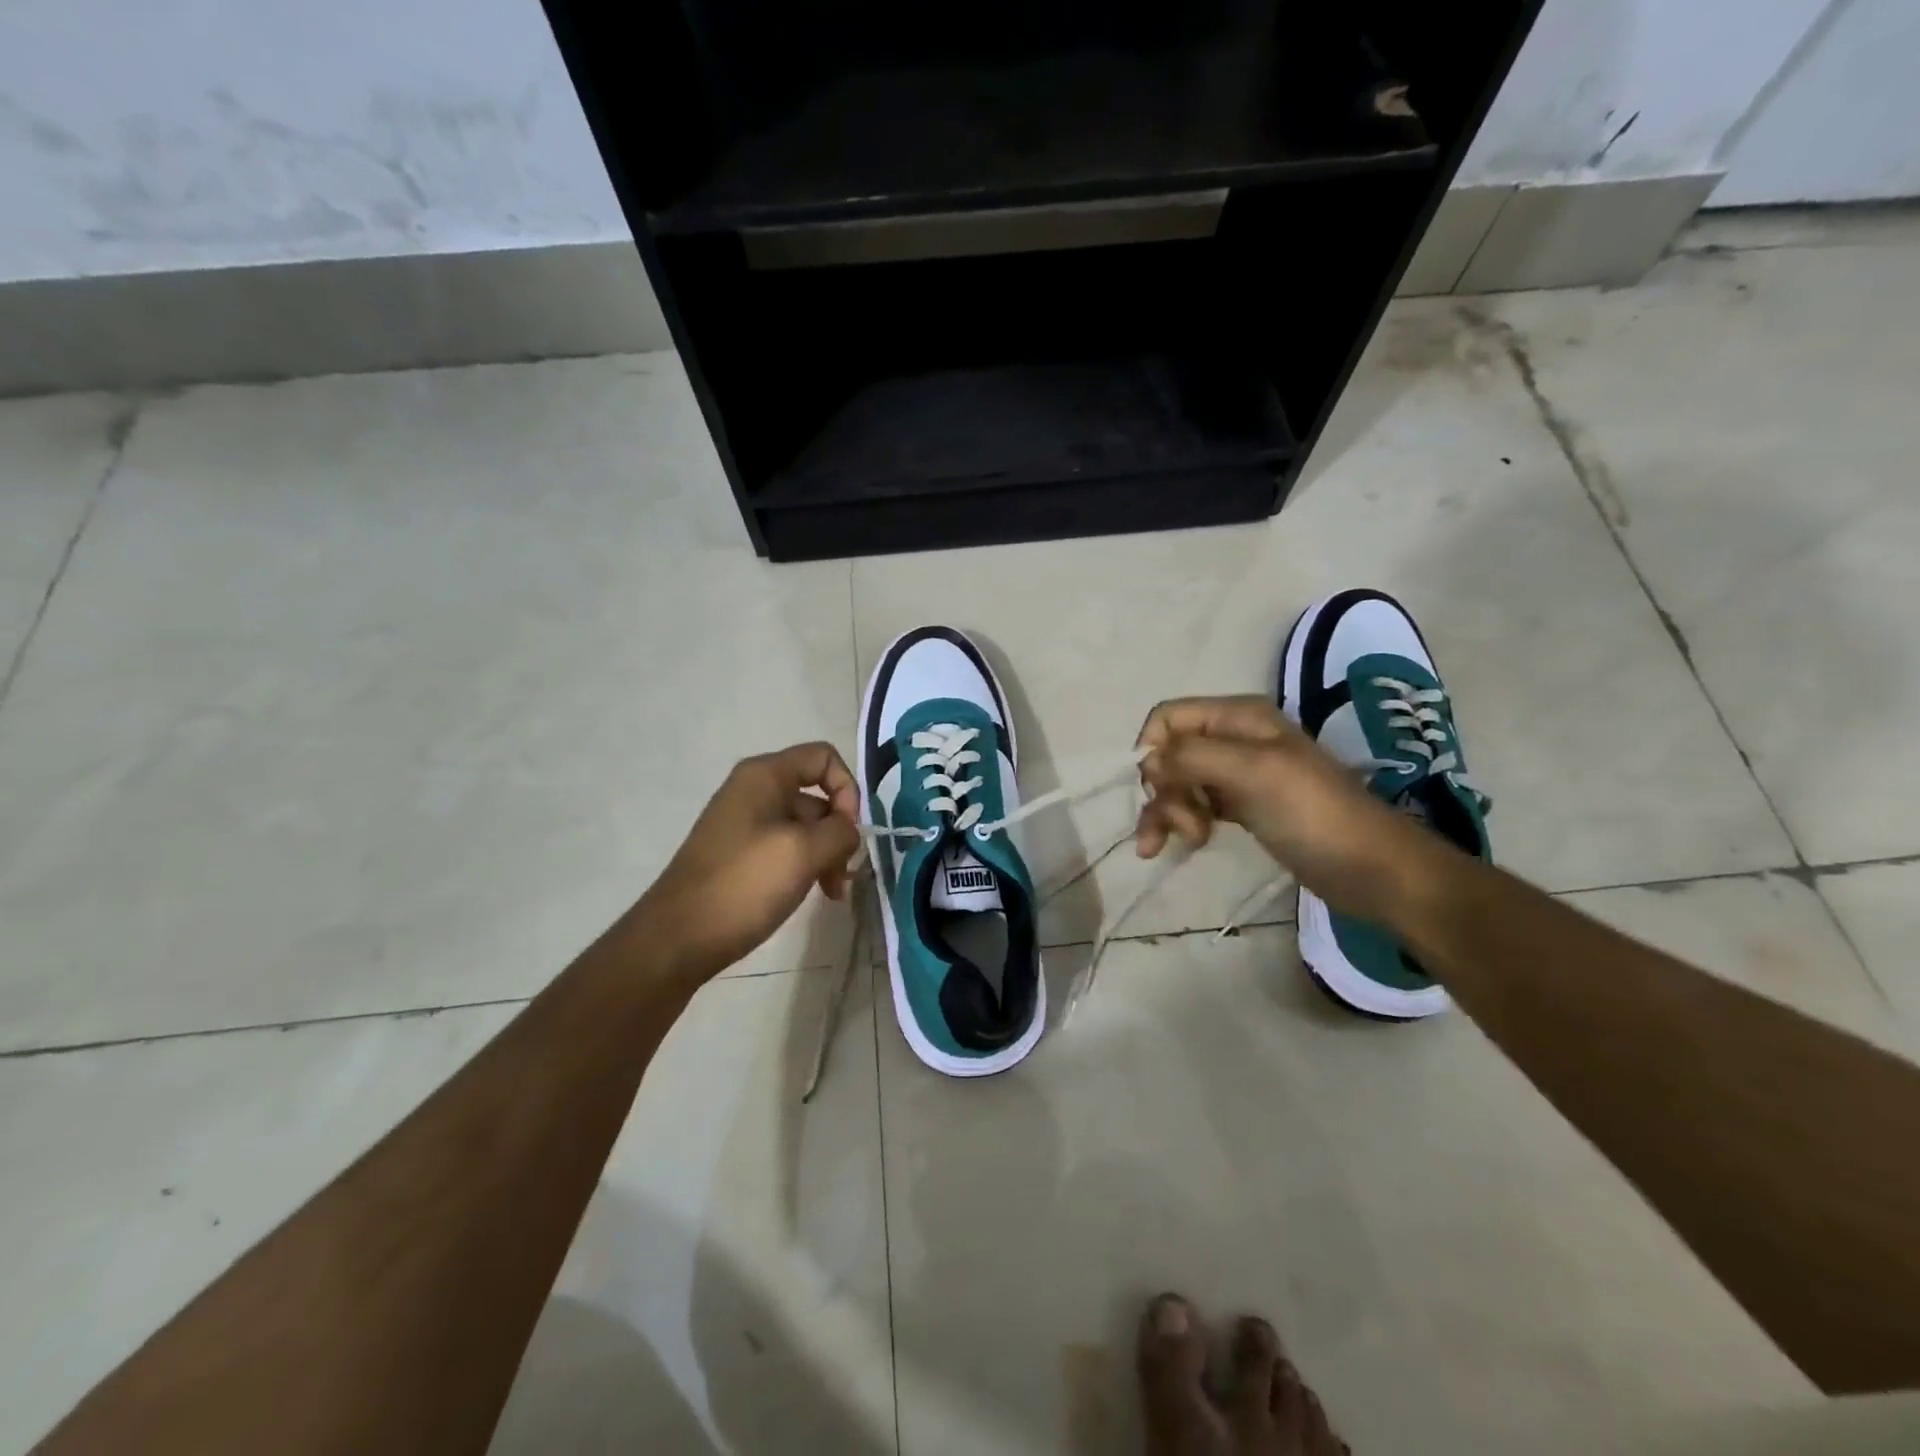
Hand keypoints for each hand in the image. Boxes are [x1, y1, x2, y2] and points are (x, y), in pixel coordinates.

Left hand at [630, 742, 860, 982]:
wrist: (677, 938)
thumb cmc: (743, 884)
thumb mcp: (803, 852)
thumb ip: (840, 831)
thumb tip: (848, 830)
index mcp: (765, 776)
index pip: (824, 758)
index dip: (847, 789)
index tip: (849, 831)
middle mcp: (754, 791)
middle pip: (817, 795)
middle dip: (839, 831)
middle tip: (844, 873)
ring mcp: (746, 824)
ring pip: (805, 827)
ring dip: (827, 854)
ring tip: (833, 893)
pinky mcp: (742, 855)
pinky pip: (787, 848)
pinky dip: (807, 866)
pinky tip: (815, 894)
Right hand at [1133, 696, 1432, 923]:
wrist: (1373, 869)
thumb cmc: (1314, 814)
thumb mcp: (1254, 772)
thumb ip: (1194, 756)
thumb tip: (1148, 760)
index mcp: (1238, 716)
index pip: (1168, 717)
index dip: (1152, 750)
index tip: (1156, 789)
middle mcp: (1233, 738)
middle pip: (1169, 753)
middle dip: (1164, 790)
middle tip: (1185, 828)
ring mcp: (1237, 774)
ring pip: (1177, 783)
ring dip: (1168, 812)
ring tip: (1183, 844)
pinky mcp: (1241, 807)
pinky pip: (1194, 805)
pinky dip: (1181, 823)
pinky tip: (1185, 846)